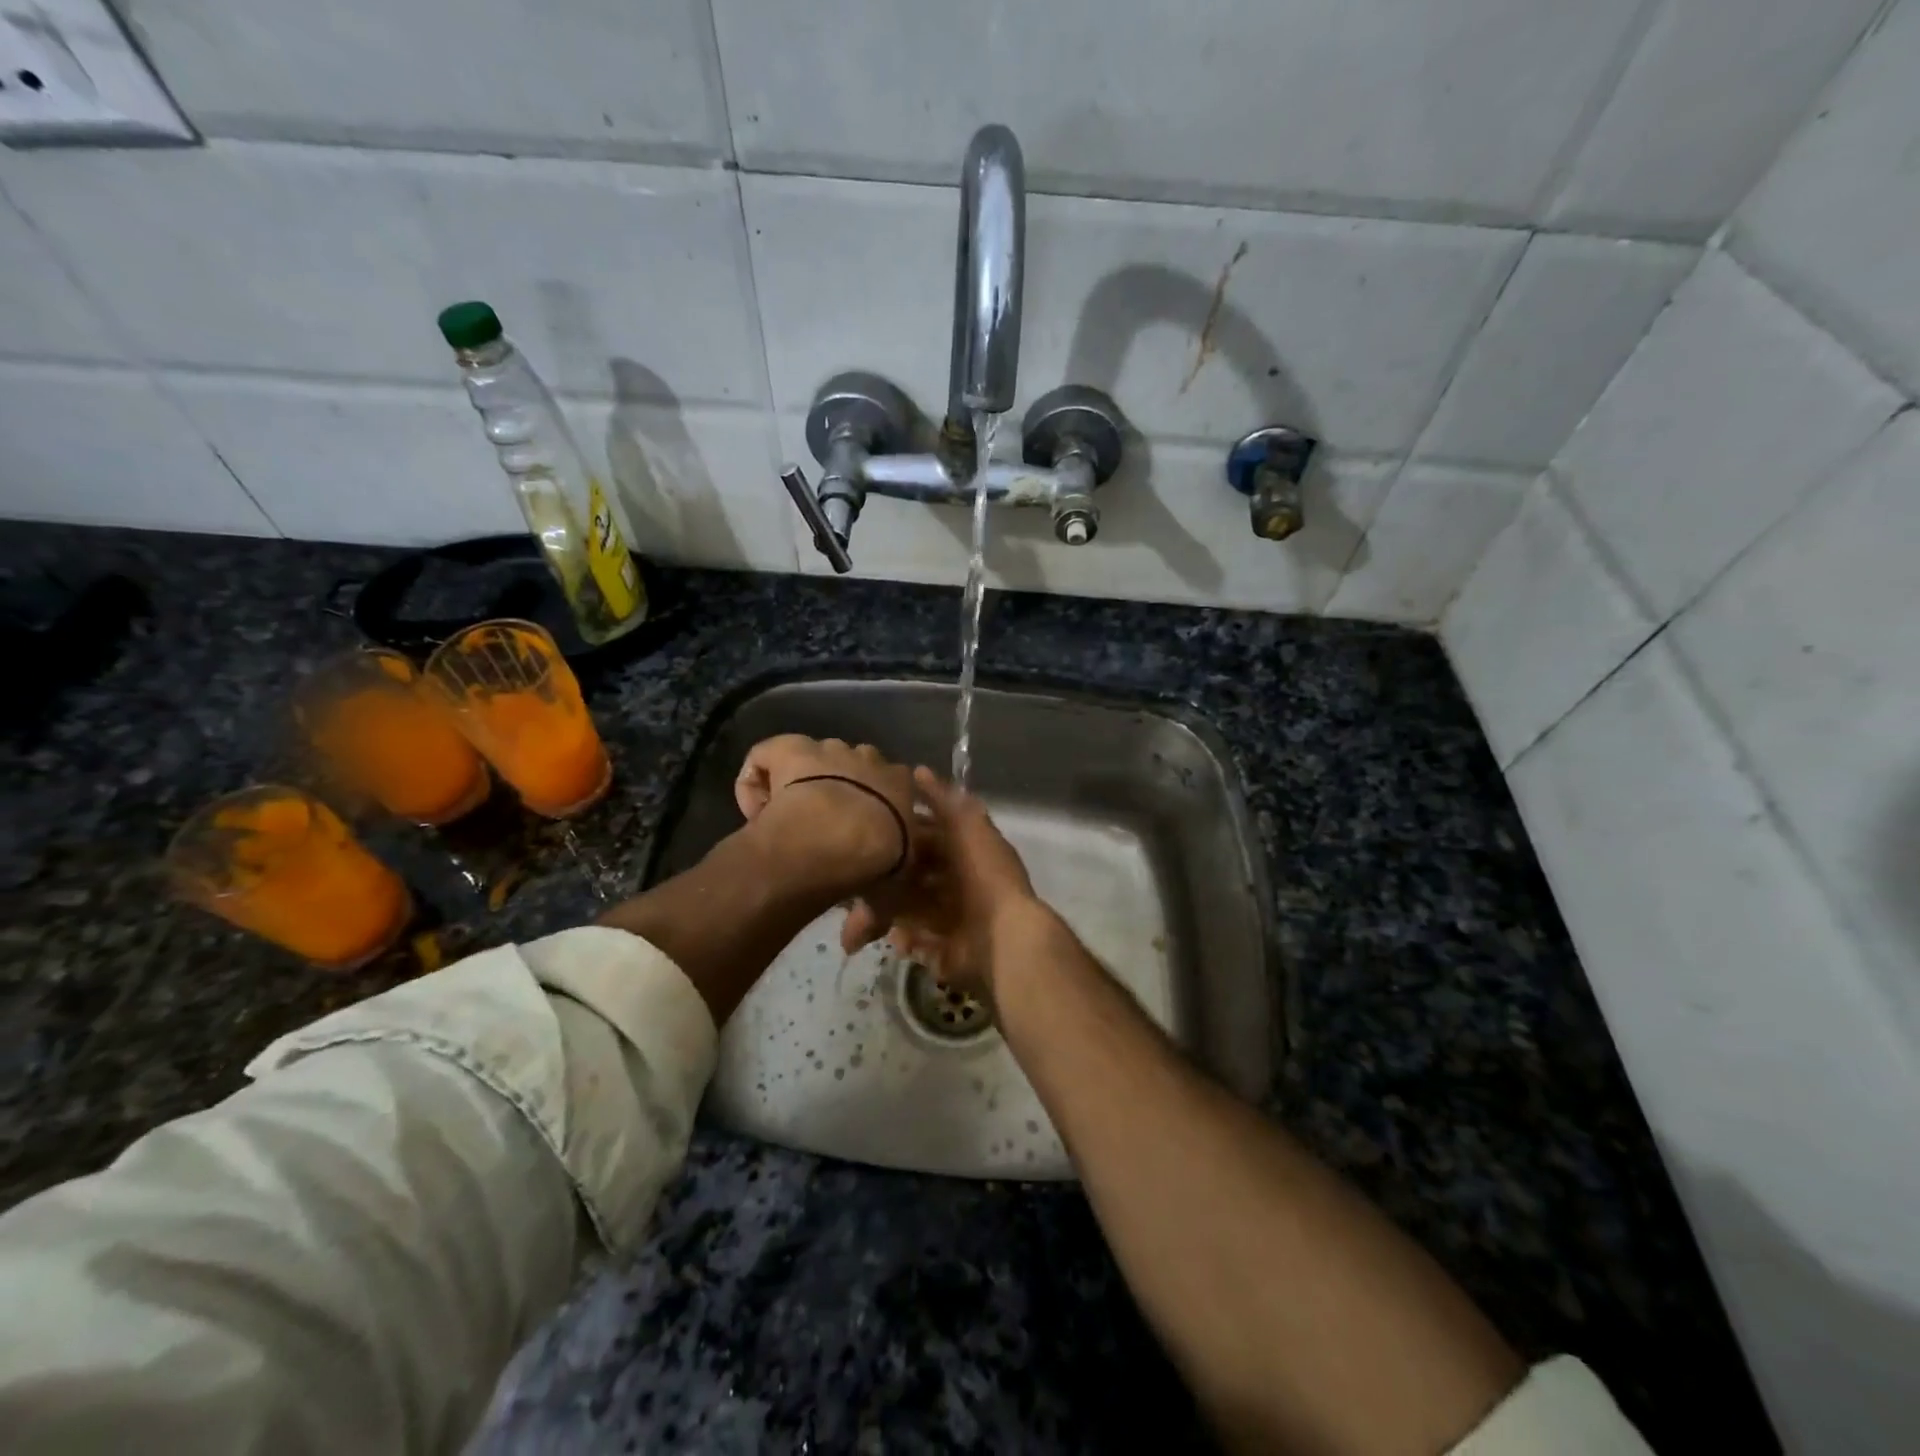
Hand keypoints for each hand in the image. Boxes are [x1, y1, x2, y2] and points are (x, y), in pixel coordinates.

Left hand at [734, 735, 923, 947]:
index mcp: (902, 784)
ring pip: (813, 757)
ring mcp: (827, 750)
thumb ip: (872, 917)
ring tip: (789, 817)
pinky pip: (767, 754)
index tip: (862, 839)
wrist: (842, 835)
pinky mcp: (790, 748)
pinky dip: (758, 776)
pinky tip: (756, 806)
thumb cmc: (879, 862)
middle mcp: (868, 758)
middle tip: (825, 826)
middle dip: (841, 788)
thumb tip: (852, 944)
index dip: (875, 809)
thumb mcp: (889, 896)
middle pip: (854, 765)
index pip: (893, 785)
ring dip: (802, 781)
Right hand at [882, 766, 1046, 996]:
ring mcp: (950, 918)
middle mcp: (956, 883)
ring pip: (905, 910)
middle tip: (851, 888)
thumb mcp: (967, 827)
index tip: (866, 832)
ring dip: (882, 914)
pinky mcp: (945, 951)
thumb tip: (919, 771)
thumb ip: (944, 800)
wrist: (1004, 939)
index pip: (924, 838)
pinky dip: (904, 939)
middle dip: (881, 881)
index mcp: (963, 852)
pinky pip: (915, 942)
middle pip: (909, 876)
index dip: (898, 834)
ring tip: (860, 924)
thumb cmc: (985, 877)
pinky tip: (899, 938)